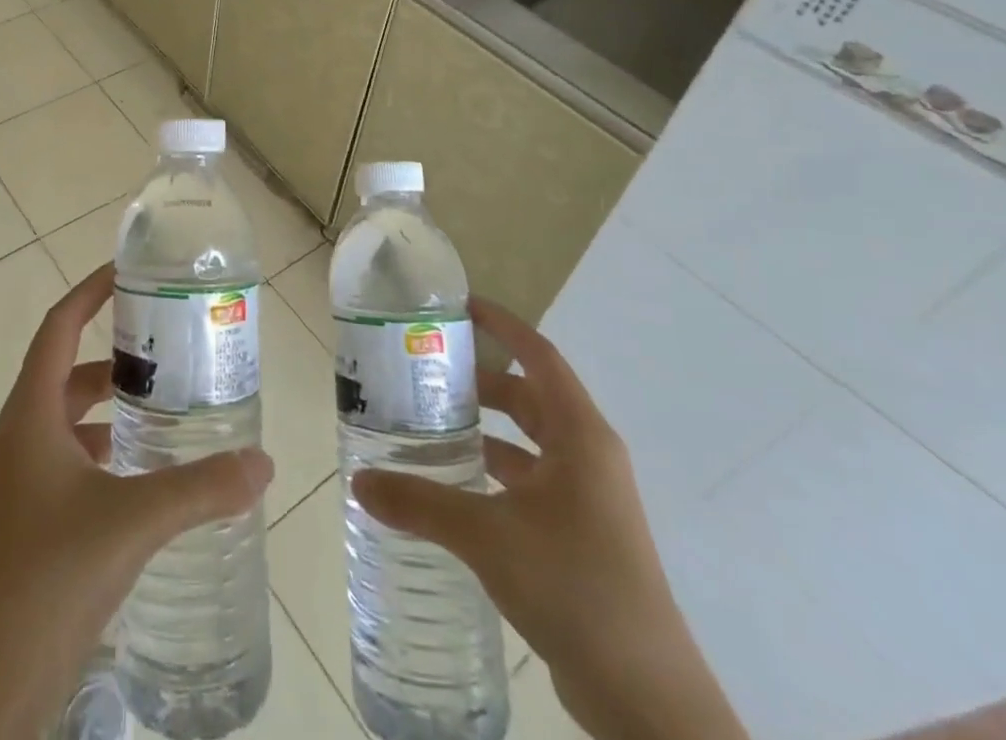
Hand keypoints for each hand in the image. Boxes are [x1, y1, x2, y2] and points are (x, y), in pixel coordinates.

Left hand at [0, 266, 273, 739]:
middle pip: (65, 372)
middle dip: (112, 355)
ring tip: (162, 408)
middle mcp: (18, 438)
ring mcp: (17, 483)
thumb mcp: (131, 523)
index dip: (89, 292)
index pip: (58, 328)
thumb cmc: (47, 580)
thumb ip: (200, 489)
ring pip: (66, 421)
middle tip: (165, 348)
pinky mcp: (25, 522)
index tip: (127, 271)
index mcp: (29, 416)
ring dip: (108, 408)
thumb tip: (263, 462)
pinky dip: (102, 452)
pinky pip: (66, 462)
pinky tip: (140, 476)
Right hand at [352, 299, 746, 739]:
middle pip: (529, 397)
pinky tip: (455, 485)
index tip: (459, 306)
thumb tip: (360, 481)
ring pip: (529, 443)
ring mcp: (588, 499)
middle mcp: (587, 457)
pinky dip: (494, 472)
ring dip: (485, 430)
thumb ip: (420, 503)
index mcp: (580, 436)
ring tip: (429, 423)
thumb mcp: (488, 537)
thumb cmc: (575, 587)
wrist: (646, 699)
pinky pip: (530, 482)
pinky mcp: (581, 536)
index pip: (539, 356)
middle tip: (424, 371)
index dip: (502, 326)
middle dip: (480, 381)